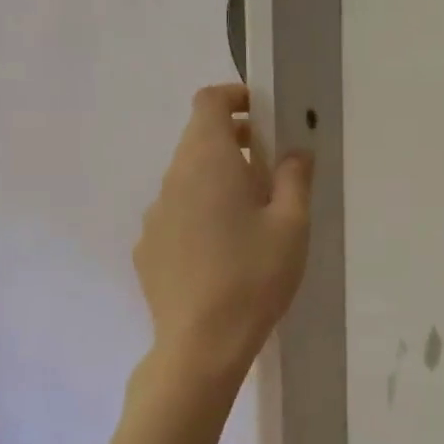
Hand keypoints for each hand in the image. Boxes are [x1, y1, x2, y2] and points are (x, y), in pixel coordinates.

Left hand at [135, 85, 312, 385]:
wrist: (201, 345)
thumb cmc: (254, 276)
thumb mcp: (291, 225)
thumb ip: (295, 178)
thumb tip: (295, 151)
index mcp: (208, 162)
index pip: (208, 102)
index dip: (234, 98)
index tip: (262, 116)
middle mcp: (172, 180)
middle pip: (197, 141)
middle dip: (233, 144)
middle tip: (270, 172)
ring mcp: (154, 216)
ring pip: (186, 181)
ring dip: (216, 183)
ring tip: (249, 221)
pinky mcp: (147, 249)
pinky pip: (175, 216)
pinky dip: (198, 216)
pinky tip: (220, 255)